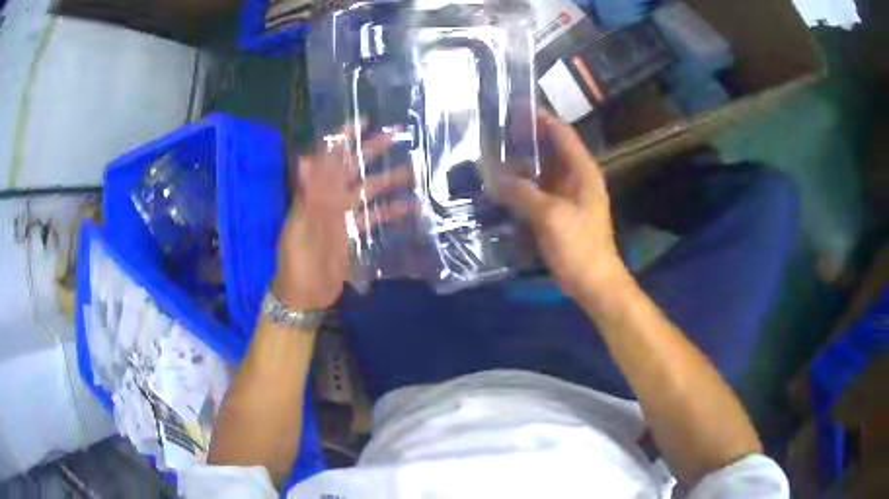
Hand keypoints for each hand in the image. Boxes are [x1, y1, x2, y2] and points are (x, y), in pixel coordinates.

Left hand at [273, 124, 412, 309]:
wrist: (303, 297)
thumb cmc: (297, 263)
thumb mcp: (300, 230)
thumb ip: (307, 197)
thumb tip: (305, 160)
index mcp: (315, 195)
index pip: (330, 159)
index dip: (344, 139)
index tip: (364, 122)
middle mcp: (330, 200)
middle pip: (353, 169)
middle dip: (371, 150)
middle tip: (396, 135)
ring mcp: (343, 217)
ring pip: (368, 192)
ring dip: (388, 179)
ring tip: (414, 169)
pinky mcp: (353, 235)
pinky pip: (374, 218)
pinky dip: (390, 212)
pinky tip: (410, 206)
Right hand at [499, 110, 625, 299]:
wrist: (593, 283)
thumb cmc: (579, 245)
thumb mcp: (550, 215)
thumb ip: (521, 192)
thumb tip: (491, 176)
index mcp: (582, 171)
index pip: (562, 133)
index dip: (540, 118)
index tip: (514, 109)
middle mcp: (576, 178)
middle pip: (550, 150)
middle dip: (525, 140)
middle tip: (494, 132)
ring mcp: (567, 197)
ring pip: (542, 172)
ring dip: (521, 164)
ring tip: (491, 154)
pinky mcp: (558, 214)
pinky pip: (537, 192)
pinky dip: (521, 186)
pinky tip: (500, 185)